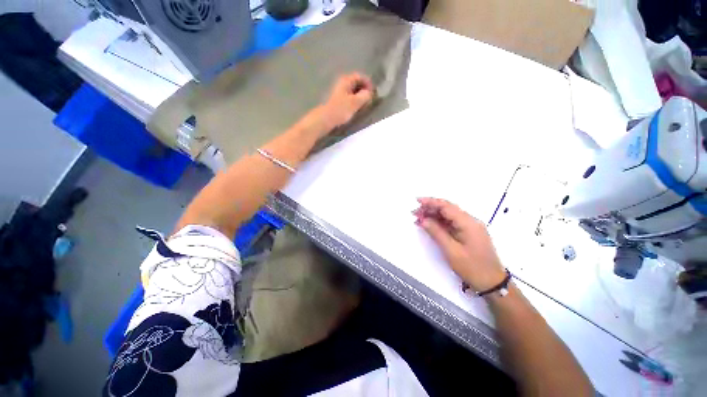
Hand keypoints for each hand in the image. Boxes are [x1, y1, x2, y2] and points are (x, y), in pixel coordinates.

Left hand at [316, 73, 374, 131]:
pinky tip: (356, 108)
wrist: (325, 119)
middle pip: (356, 83)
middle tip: (370, 99)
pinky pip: (348, 97)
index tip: (373, 92)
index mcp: (346, 80)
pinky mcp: (336, 101)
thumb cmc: (340, 109)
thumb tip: (370, 93)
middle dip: (364, 90)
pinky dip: (354, 101)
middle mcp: (341, 83)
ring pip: (352, 91)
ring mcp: (338, 92)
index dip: (368, 83)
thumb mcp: (355, 102)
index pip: (360, 76)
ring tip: (364, 104)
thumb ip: (365, 96)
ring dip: (359, 96)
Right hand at [414, 198, 506, 292]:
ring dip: (433, 215)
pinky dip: (439, 223)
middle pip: (447, 209)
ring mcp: (470, 227)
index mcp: (468, 223)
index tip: (417, 201)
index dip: (431, 202)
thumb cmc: (472, 267)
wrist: (492, 283)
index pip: (447, 206)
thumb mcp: (451, 251)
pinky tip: (429, 225)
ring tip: (419, 218)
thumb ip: (436, 232)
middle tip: (415, 213)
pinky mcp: (468, 233)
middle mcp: (470, 221)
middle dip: (430, 208)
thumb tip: (423, 220)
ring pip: (449, 216)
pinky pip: (452, 223)